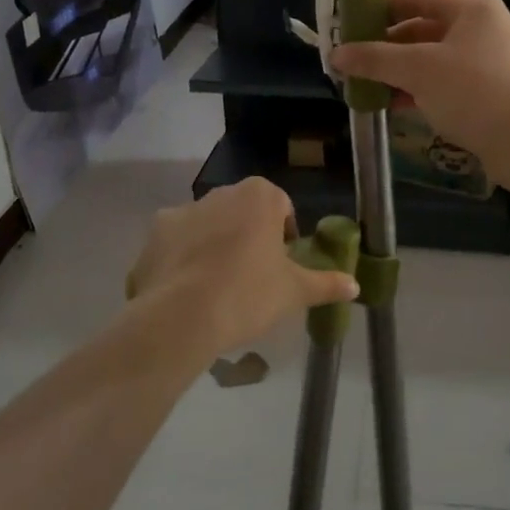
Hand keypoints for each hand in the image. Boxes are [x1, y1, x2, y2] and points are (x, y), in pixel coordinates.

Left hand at [126, 178, 359, 354]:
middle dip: (249, 236)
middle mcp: (221, 192)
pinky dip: (182, 258)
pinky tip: (186, 290)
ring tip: (217, 287)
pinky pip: (177, 242)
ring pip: (209, 224)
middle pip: (243, 211)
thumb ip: (326, 284)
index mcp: (259, 196)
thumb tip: (354, 285)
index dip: (284, 234)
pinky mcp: (155, 233)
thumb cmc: (249, 294)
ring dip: (215, 244)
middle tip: (253, 276)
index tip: (281, 264)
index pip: (281, 206)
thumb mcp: (295, 292)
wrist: (182, 317)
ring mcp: (184, 210)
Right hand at [330, 0, 509, 187]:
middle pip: (419, 27)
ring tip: (362, 86)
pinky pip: (441, 81)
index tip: (346, 28)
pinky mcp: (485, 90)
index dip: (377, 10)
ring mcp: (484, 59)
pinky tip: (389, 104)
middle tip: (349, 63)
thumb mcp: (418, 70)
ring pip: (428, 57)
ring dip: (396, 71)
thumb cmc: (475, 92)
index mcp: (469, 6)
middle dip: (383, 46)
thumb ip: (374, 59)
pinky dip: (415, 89)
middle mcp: (479, 26)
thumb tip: (336, 54)